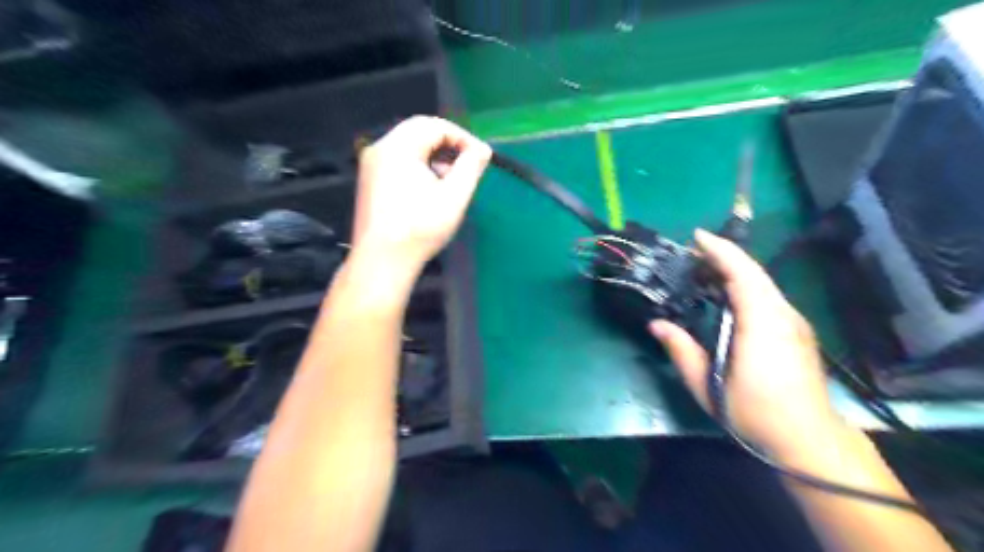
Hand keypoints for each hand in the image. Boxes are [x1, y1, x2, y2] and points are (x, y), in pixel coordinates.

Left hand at [352, 117, 491, 270]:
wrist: (382, 261)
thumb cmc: (420, 228)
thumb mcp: (453, 197)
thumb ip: (471, 167)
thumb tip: (482, 150)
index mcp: (398, 147)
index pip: (435, 126)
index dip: (462, 137)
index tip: (481, 157)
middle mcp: (380, 149)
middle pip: (419, 132)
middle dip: (448, 145)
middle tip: (469, 165)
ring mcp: (371, 166)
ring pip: (408, 147)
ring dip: (434, 156)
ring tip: (453, 180)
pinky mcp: (370, 182)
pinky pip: (398, 162)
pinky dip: (419, 167)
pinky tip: (431, 189)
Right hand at [652, 230, 841, 456]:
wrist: (809, 438)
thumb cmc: (754, 412)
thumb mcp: (707, 385)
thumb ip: (681, 350)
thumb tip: (656, 324)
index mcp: (761, 323)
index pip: (742, 273)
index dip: (720, 250)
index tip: (696, 236)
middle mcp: (782, 314)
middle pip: (754, 272)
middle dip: (724, 255)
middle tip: (693, 253)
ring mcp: (794, 322)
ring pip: (763, 282)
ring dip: (735, 270)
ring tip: (705, 271)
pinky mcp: (797, 330)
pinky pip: (768, 296)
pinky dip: (746, 285)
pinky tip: (729, 296)